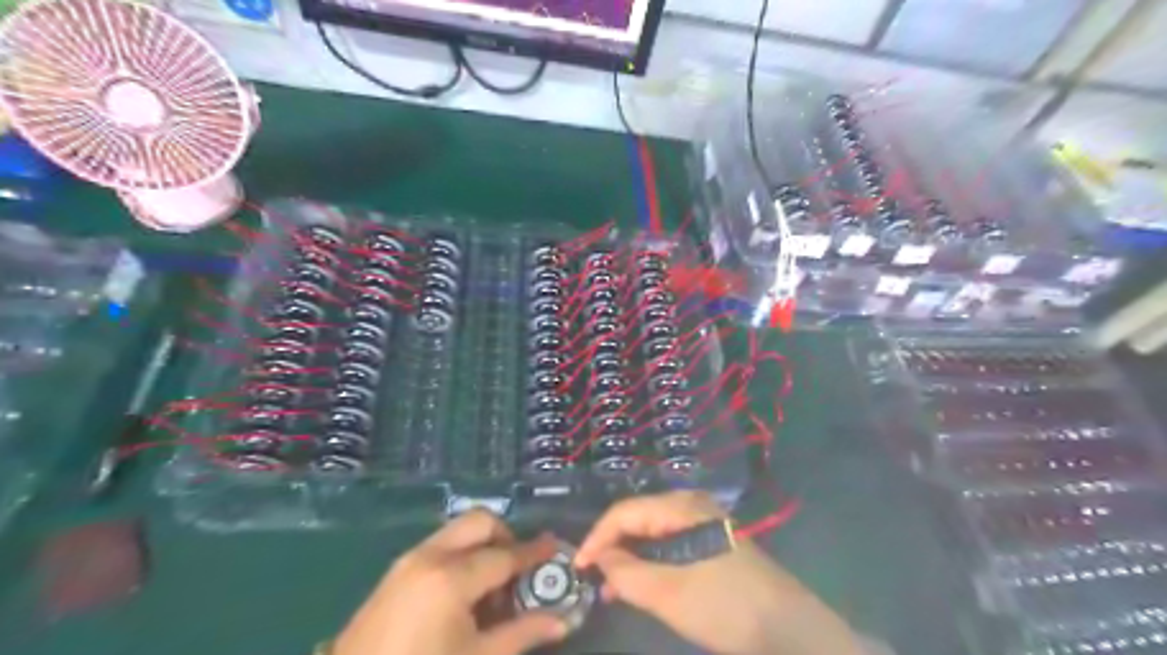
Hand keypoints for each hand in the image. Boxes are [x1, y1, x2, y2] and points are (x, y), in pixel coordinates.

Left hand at [334, 513, 571, 654]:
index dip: (534, 553)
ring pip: (458, 532)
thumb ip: (523, 633)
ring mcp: (408, 561)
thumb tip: (562, 620)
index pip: (505, 555)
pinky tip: (464, 597)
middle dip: (506, 537)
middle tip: (518, 571)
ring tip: (491, 591)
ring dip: (483, 547)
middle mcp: (430, 556)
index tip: (555, 547)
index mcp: (451, 577)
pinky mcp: (395, 572)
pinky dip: (461, 557)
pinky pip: (439, 547)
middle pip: (479, 522)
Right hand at [574, 492, 864, 654]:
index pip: (624, 512)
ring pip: (653, 535)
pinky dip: (651, 564)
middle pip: (639, 519)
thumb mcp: (668, 592)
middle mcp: (691, 507)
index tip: (577, 567)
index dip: (596, 538)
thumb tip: (599, 559)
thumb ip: (626, 573)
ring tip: (612, 589)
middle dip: (613, 548)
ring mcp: (704, 525)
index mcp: (681, 507)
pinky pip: (670, 547)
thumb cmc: (725, 605)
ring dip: (630, 559)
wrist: (790, 630)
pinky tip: (642, 586)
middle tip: (593, 580)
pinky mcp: (712, 545)